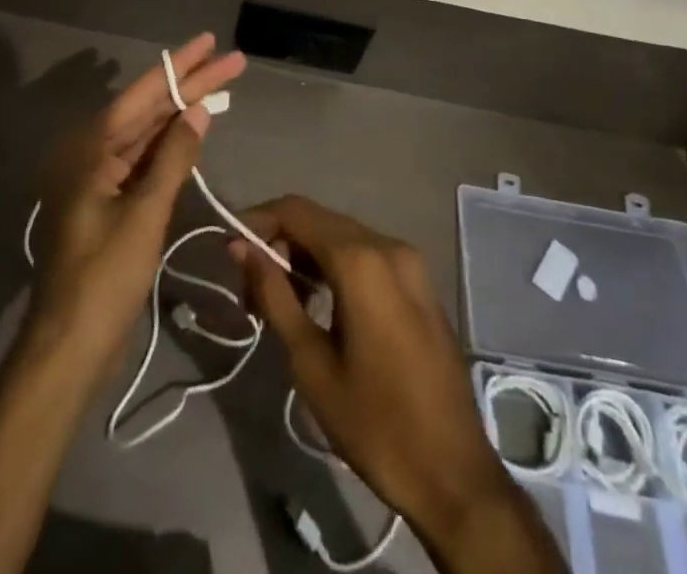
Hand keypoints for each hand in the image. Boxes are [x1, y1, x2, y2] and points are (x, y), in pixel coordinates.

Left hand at [26, 34, 246, 366]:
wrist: (69, 345)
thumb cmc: (104, 277)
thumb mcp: (144, 214)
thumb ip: (173, 158)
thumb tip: (198, 110)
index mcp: (91, 148)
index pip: (143, 94)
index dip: (180, 66)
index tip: (211, 42)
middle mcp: (93, 154)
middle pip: (148, 110)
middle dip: (190, 85)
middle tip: (231, 60)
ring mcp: (102, 179)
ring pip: (149, 134)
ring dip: (183, 112)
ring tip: (220, 86)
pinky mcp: (112, 202)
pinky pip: (145, 161)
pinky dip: (171, 146)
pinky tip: (195, 129)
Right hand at [234, 197, 559, 571]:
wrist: (456, 475)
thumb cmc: (375, 423)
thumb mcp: (311, 363)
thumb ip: (274, 294)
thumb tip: (241, 247)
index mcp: (361, 259)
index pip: (296, 210)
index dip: (257, 221)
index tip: (230, 253)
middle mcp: (388, 245)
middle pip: (319, 220)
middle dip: (279, 243)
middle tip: (250, 290)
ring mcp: (409, 262)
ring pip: (342, 237)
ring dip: (306, 256)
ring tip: (279, 302)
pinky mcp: (420, 283)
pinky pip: (366, 256)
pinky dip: (335, 267)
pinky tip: (319, 304)